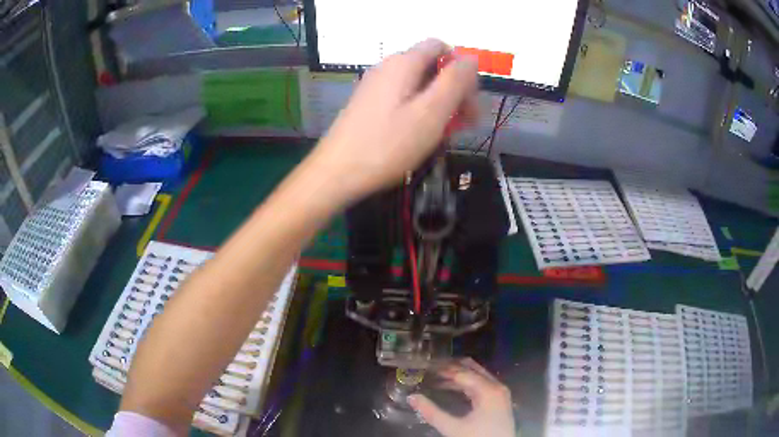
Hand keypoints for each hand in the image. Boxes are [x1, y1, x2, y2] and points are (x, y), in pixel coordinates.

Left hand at [309, 39, 478, 203]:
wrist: (336, 173)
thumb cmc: (388, 144)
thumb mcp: (431, 112)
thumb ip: (455, 81)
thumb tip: (471, 58)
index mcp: (404, 63)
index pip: (441, 47)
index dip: (461, 68)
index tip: (470, 99)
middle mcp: (388, 68)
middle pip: (431, 66)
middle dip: (454, 90)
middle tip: (466, 123)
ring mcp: (376, 86)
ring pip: (419, 85)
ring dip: (439, 104)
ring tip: (445, 135)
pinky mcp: (369, 104)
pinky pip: (404, 99)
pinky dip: (420, 112)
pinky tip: (422, 136)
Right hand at [408, 358, 515, 436]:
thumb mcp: (453, 428)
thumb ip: (431, 412)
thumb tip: (411, 397)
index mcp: (489, 390)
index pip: (462, 372)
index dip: (443, 368)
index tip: (425, 365)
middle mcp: (497, 387)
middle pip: (472, 369)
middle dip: (451, 367)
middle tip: (430, 367)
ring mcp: (499, 393)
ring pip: (476, 377)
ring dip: (457, 376)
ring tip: (435, 377)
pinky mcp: (497, 401)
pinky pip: (480, 386)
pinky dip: (465, 384)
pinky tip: (449, 388)